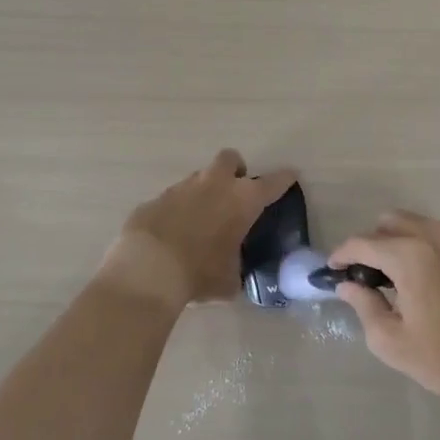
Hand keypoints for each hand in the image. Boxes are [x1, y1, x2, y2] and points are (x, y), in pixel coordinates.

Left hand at [99, 149, 296, 313]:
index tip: (291, 175)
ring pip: (199, 177)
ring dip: (205, 191)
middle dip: (236, 170)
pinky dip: (178, 210)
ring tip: (202, 220)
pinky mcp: (156, 198)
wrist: (148, 269)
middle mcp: (215, 184)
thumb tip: (232, 273)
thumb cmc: (200, 273)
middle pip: (231, 159)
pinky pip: (173, 198)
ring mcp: (182, 187)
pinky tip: (173, 233)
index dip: (284, 179)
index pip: (273, 183)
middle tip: (235, 192)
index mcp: (243, 200)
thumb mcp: (229, 280)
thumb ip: (236, 268)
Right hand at [331, 212, 439, 414]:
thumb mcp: (392, 341)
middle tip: (364, 276)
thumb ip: (364, 305)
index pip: (362, 243)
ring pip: (414, 224)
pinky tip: (421, 279)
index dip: (342, 255)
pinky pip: (436, 235)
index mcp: (409, 255)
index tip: (332, 271)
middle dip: (370, 244)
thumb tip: (347, 285)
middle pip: (388, 223)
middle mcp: (432, 236)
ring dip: (396, 242)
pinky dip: (419, 246)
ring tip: (392, 278)